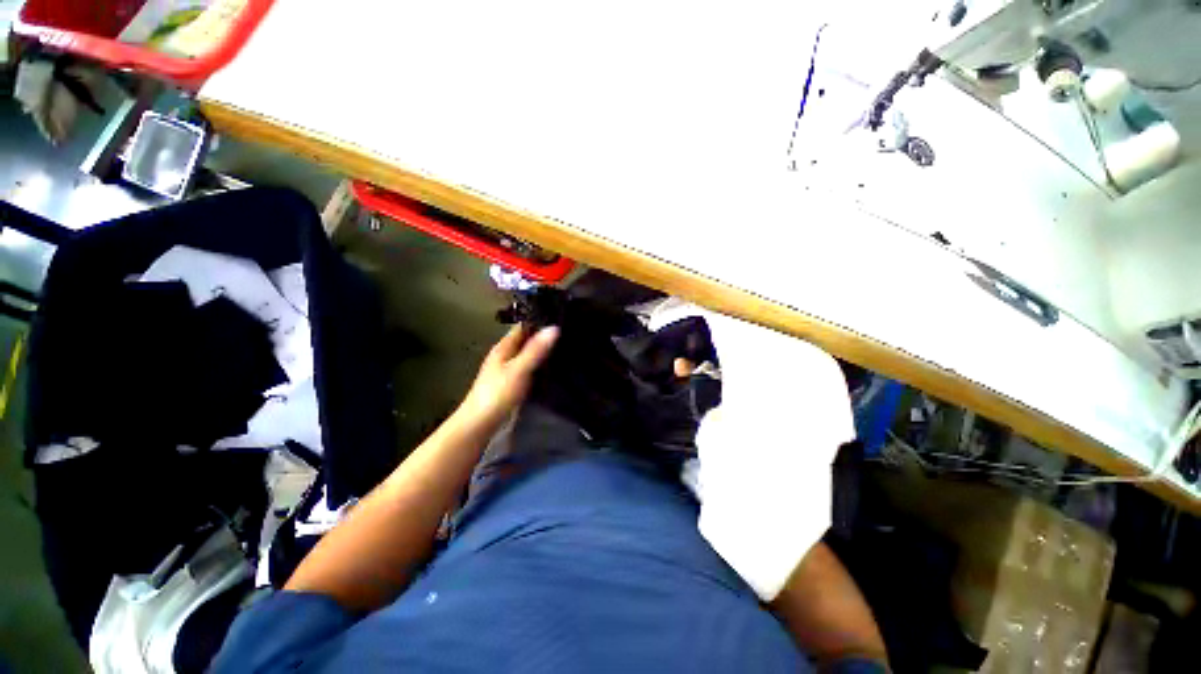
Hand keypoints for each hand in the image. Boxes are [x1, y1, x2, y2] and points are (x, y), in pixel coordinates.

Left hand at [456, 325, 558, 432]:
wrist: (480, 423)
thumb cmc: (498, 393)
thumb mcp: (519, 369)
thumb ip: (535, 350)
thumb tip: (554, 327)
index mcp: (503, 347)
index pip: (523, 326)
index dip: (539, 320)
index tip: (560, 316)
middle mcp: (505, 355)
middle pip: (526, 340)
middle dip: (543, 336)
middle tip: (568, 332)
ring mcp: (508, 369)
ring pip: (528, 354)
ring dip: (542, 351)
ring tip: (565, 347)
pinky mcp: (512, 383)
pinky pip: (529, 368)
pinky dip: (540, 365)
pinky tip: (552, 368)